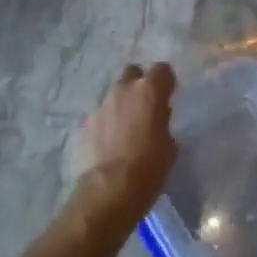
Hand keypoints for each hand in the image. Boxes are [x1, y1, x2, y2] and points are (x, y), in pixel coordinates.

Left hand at [71, 63, 177, 218]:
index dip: (165, 82)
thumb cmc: (150, 165)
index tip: (168, 96)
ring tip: (126, 128)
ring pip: (115, 94)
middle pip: (133, 73)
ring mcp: (102, 104)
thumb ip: (163, 122)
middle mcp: (124, 89)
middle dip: (139, 85)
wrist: (111, 188)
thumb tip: (157, 120)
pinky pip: (102, 114)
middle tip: (145, 107)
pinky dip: (108, 122)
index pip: (162, 69)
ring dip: (122, 104)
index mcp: (150, 90)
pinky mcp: (86, 122)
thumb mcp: (169, 143)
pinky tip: (111, 141)